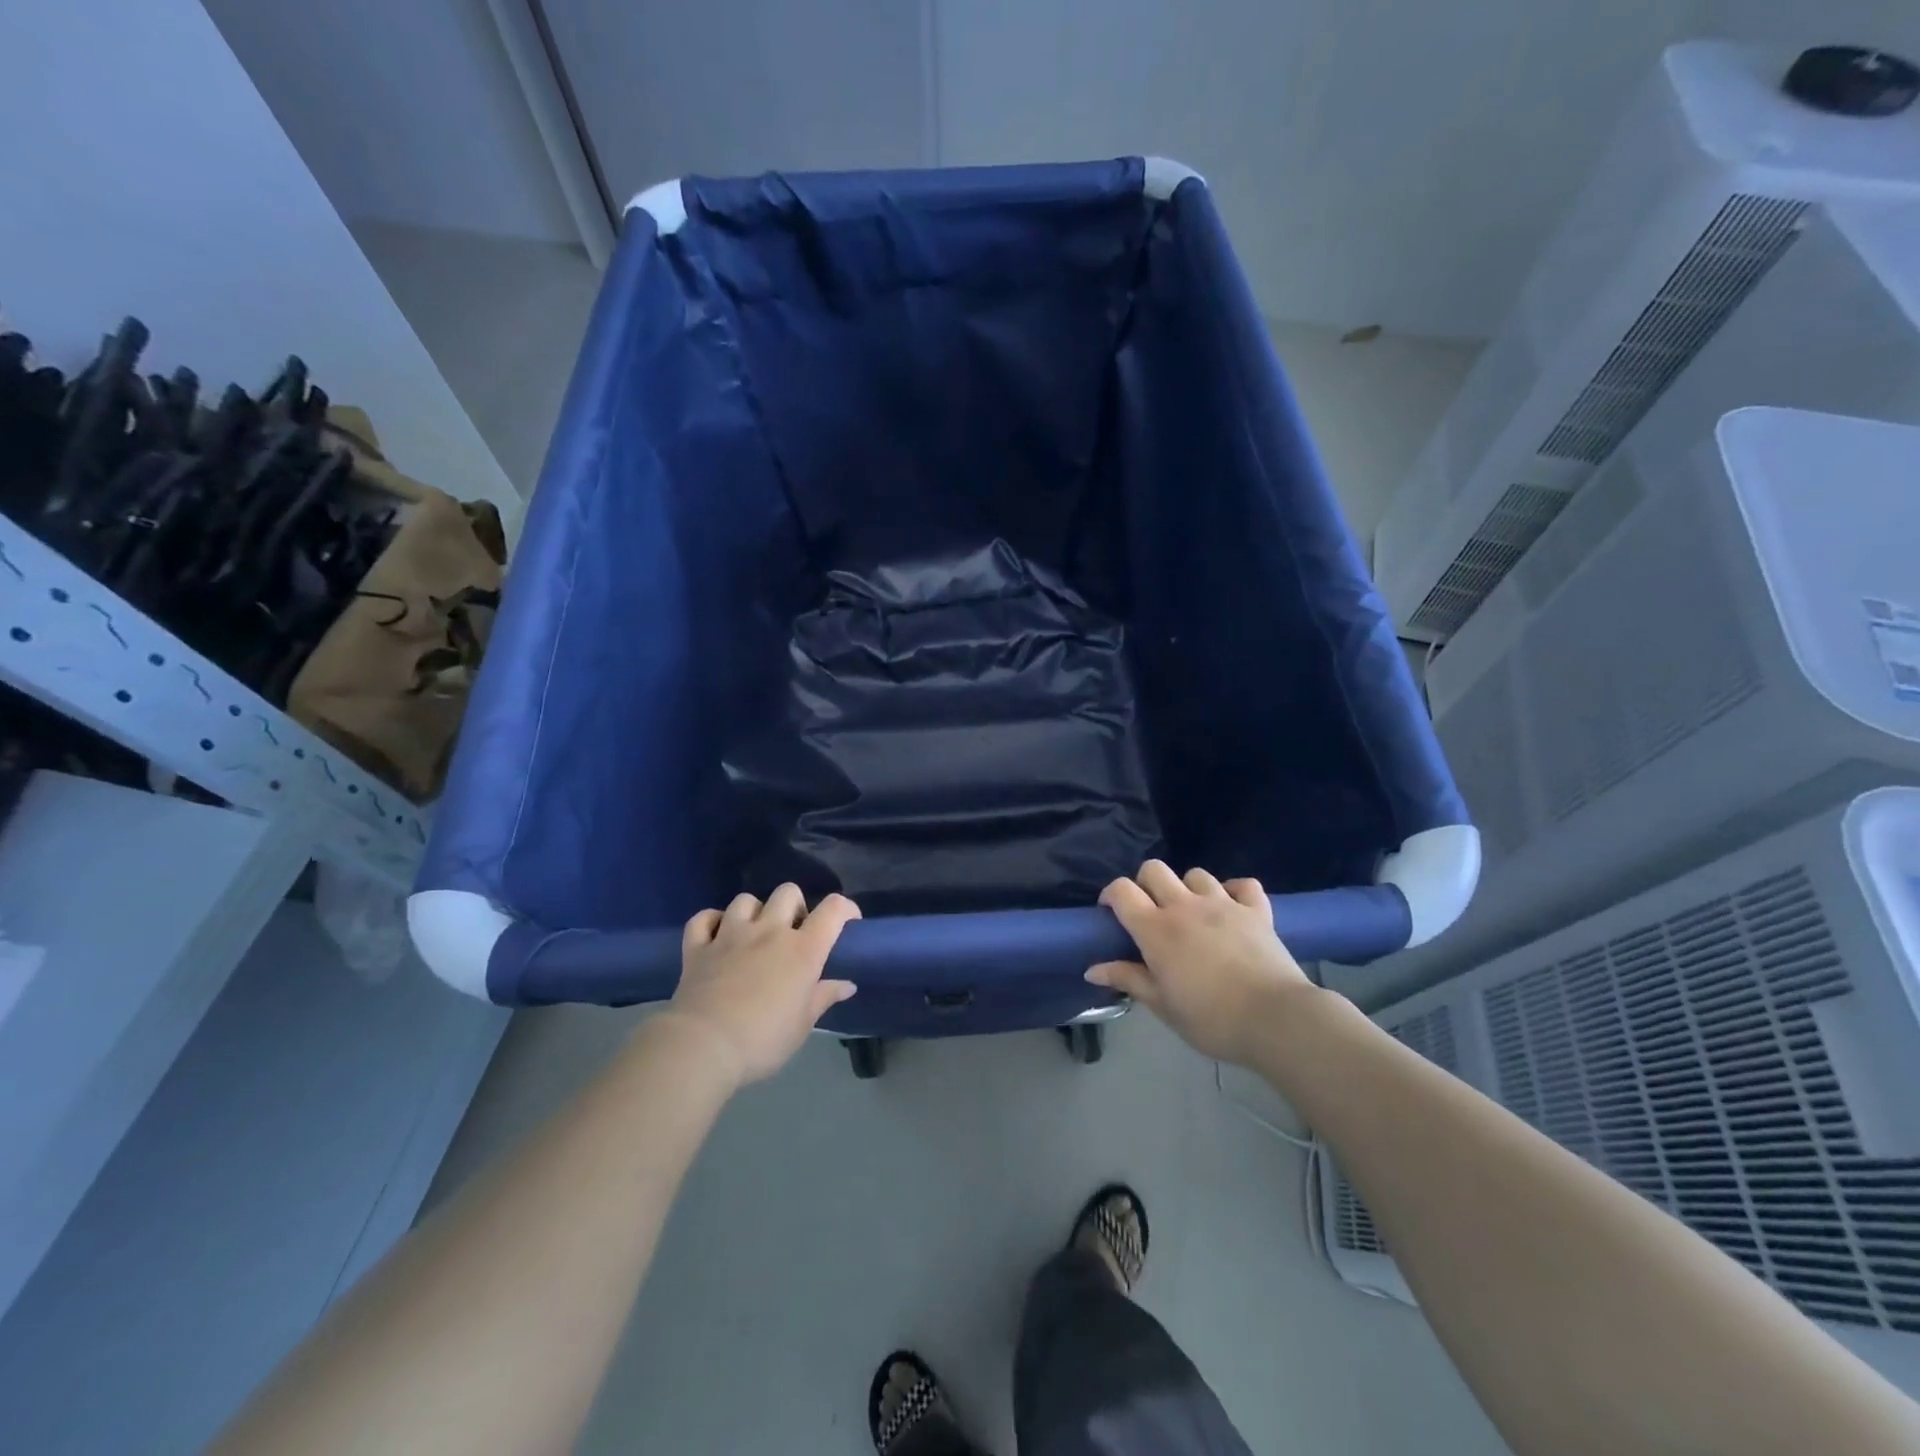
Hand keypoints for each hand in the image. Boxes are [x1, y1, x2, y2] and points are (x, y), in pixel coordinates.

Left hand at [664, 885, 859, 1087]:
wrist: (703, 1047)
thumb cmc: (763, 1040)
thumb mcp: (802, 1025)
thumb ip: (824, 998)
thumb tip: (847, 985)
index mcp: (802, 950)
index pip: (833, 910)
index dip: (845, 908)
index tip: (848, 922)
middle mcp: (769, 931)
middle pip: (788, 892)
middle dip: (795, 906)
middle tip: (793, 932)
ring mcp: (730, 934)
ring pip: (746, 900)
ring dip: (754, 912)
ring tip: (754, 933)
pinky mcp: (698, 946)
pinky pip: (704, 917)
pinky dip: (712, 922)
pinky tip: (716, 935)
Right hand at [1087, 860, 1316, 1066]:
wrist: (1276, 1020)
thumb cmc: (1211, 1019)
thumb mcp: (1163, 1005)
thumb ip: (1128, 980)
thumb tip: (1092, 969)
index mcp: (1156, 929)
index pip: (1122, 891)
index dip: (1110, 895)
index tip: (1110, 913)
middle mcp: (1185, 906)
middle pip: (1154, 869)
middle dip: (1145, 884)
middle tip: (1149, 912)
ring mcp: (1224, 903)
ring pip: (1196, 874)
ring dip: (1188, 888)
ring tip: (1192, 913)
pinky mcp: (1257, 910)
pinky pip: (1243, 885)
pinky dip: (1234, 891)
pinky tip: (1232, 908)